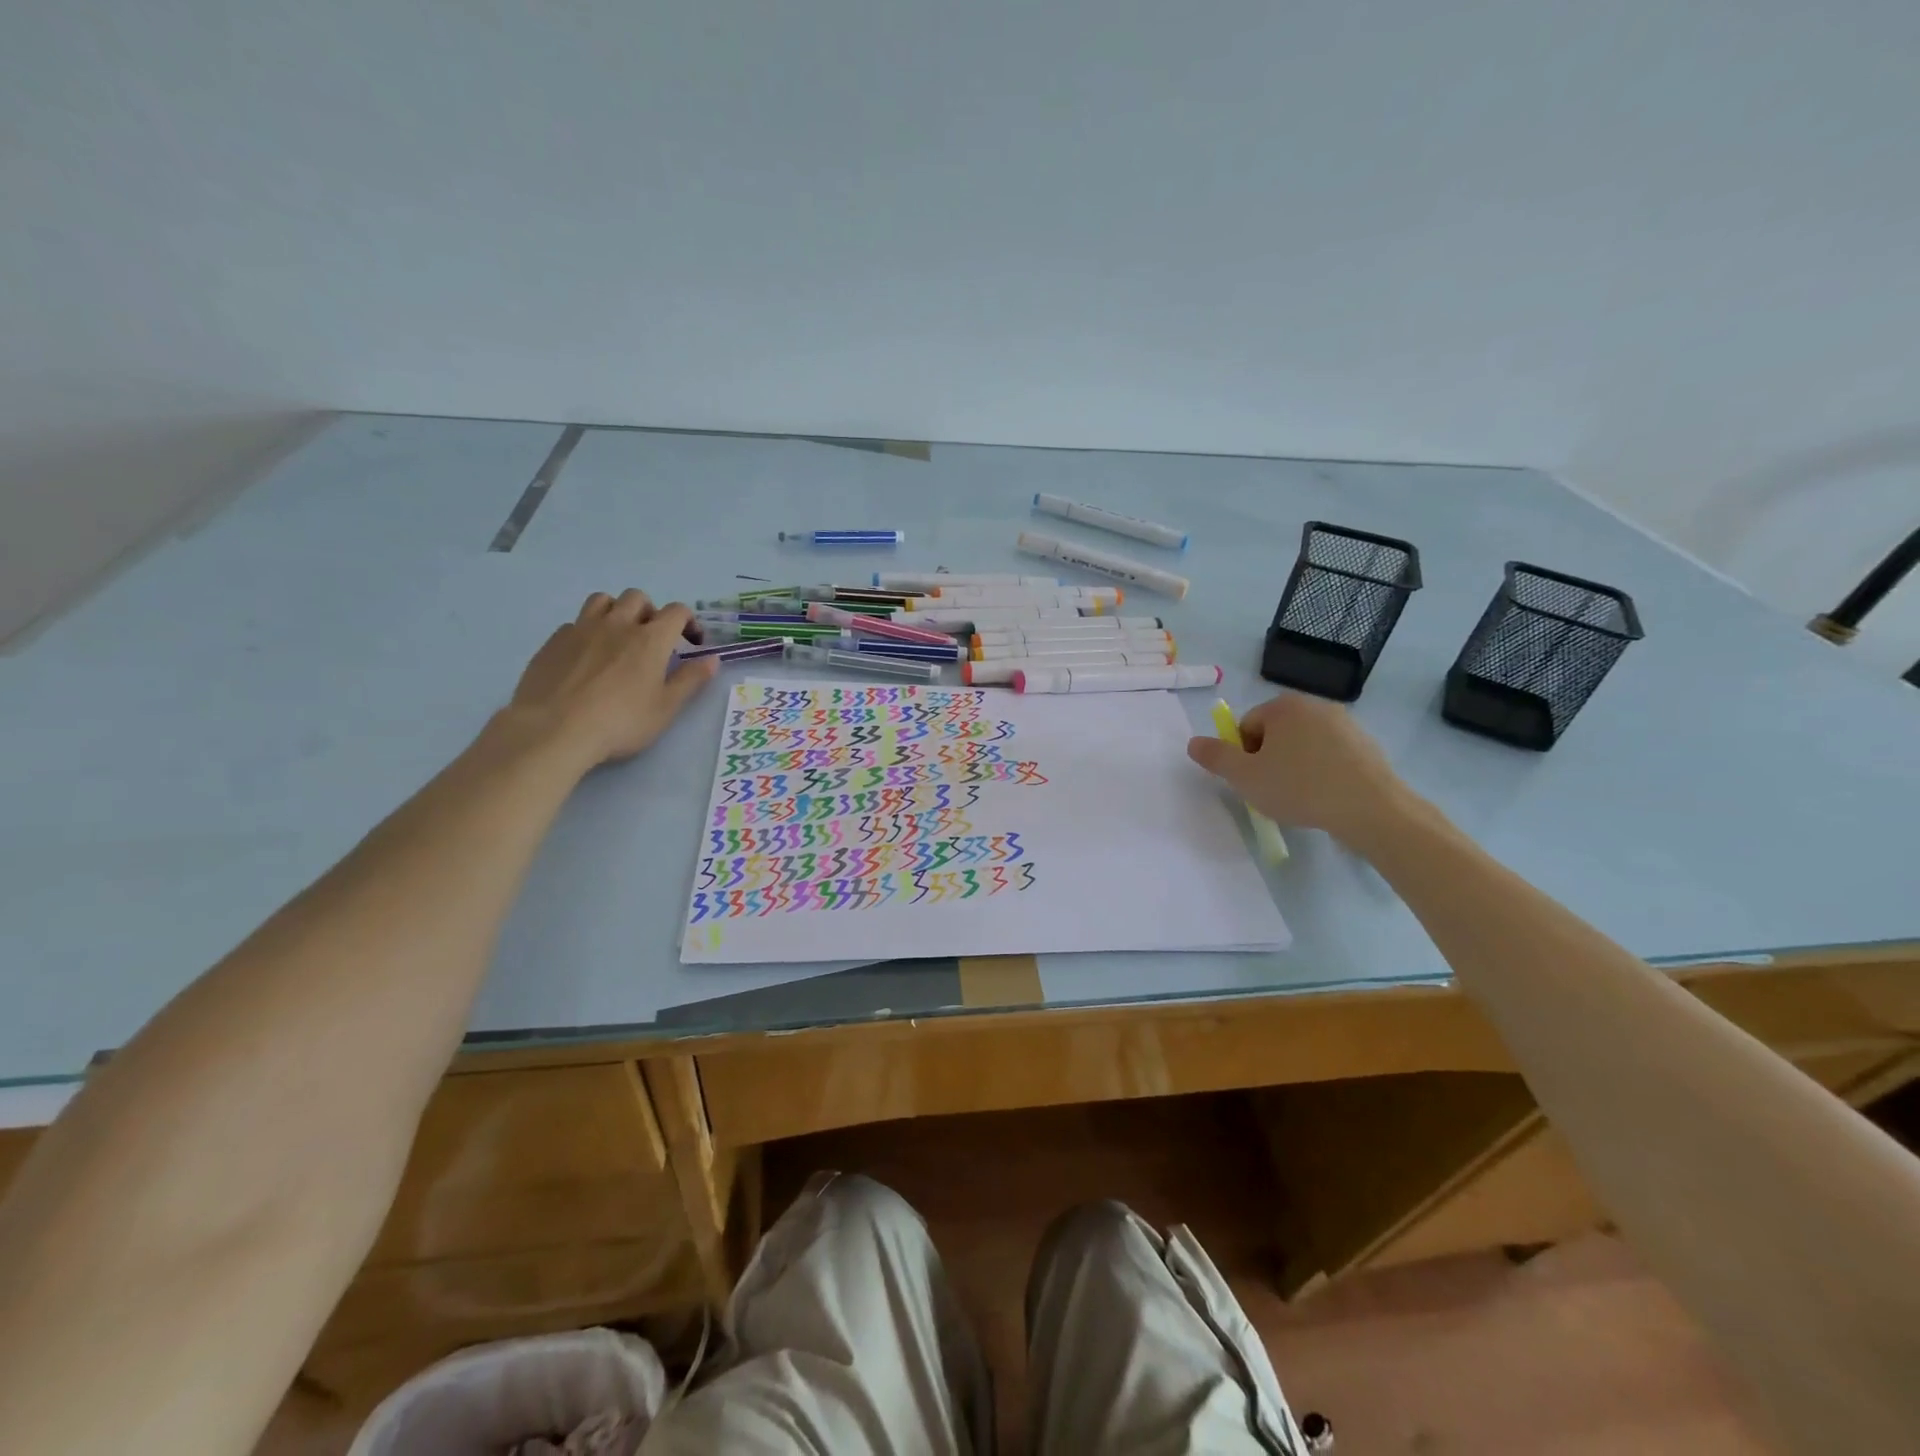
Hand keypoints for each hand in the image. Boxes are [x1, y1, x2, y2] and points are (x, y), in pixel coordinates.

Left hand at [506, 590, 716, 768]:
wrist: (554, 730)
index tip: (692, 643)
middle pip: (637, 597)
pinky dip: (587, 631)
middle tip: (653, 638)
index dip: (689, 622)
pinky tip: (586, 655)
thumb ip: (690, 680)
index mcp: (650, 639)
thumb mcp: (666, 708)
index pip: (677, 611)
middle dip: (651, 612)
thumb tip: (712, 659)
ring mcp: (582, 629)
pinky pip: (575, 623)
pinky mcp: (554, 641)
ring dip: (616, 611)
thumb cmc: (620, 722)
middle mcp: (618, 624)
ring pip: (603, 600)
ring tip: (618, 636)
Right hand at [1186, 692, 1413, 846]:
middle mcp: (1314, 705)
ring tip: (1301, 798)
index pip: (1247, 726)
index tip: (1254, 780)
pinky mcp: (1366, 745)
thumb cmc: (1300, 787)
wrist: (1371, 808)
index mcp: (1283, 706)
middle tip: (1273, 791)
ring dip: (1295, 767)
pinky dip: (1322, 772)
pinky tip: (1326, 797)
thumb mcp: (1245, 777)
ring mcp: (1345, 723)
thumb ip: (1216, 757)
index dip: (1243, 756)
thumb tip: (1193, 742)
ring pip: (1303, 745)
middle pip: (1275, 733)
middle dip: (1269, 760)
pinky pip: (1330, 755)